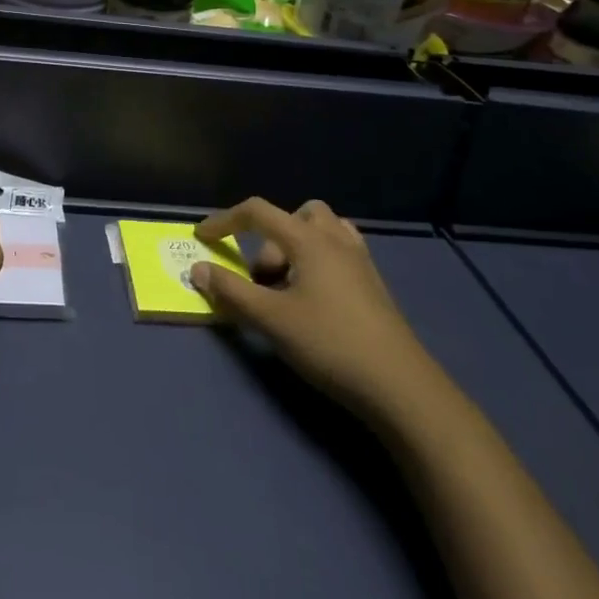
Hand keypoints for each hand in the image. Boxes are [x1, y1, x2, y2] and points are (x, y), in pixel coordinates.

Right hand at [191, 198, 443, 419]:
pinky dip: (318, 259)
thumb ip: (231, 291)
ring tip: (288, 286)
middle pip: (293, 216)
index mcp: (308, 240)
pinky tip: (315, 296)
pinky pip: (339, 250)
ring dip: (295, 246)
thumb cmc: (330, 344)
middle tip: (263, 281)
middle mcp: (335, 239)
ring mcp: (359, 260)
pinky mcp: (373, 284)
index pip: (258, 212)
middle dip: (269, 240)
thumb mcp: (271, 319)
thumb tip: (198, 268)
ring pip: (321, 230)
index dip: (225, 220)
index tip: (202, 238)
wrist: (400, 386)